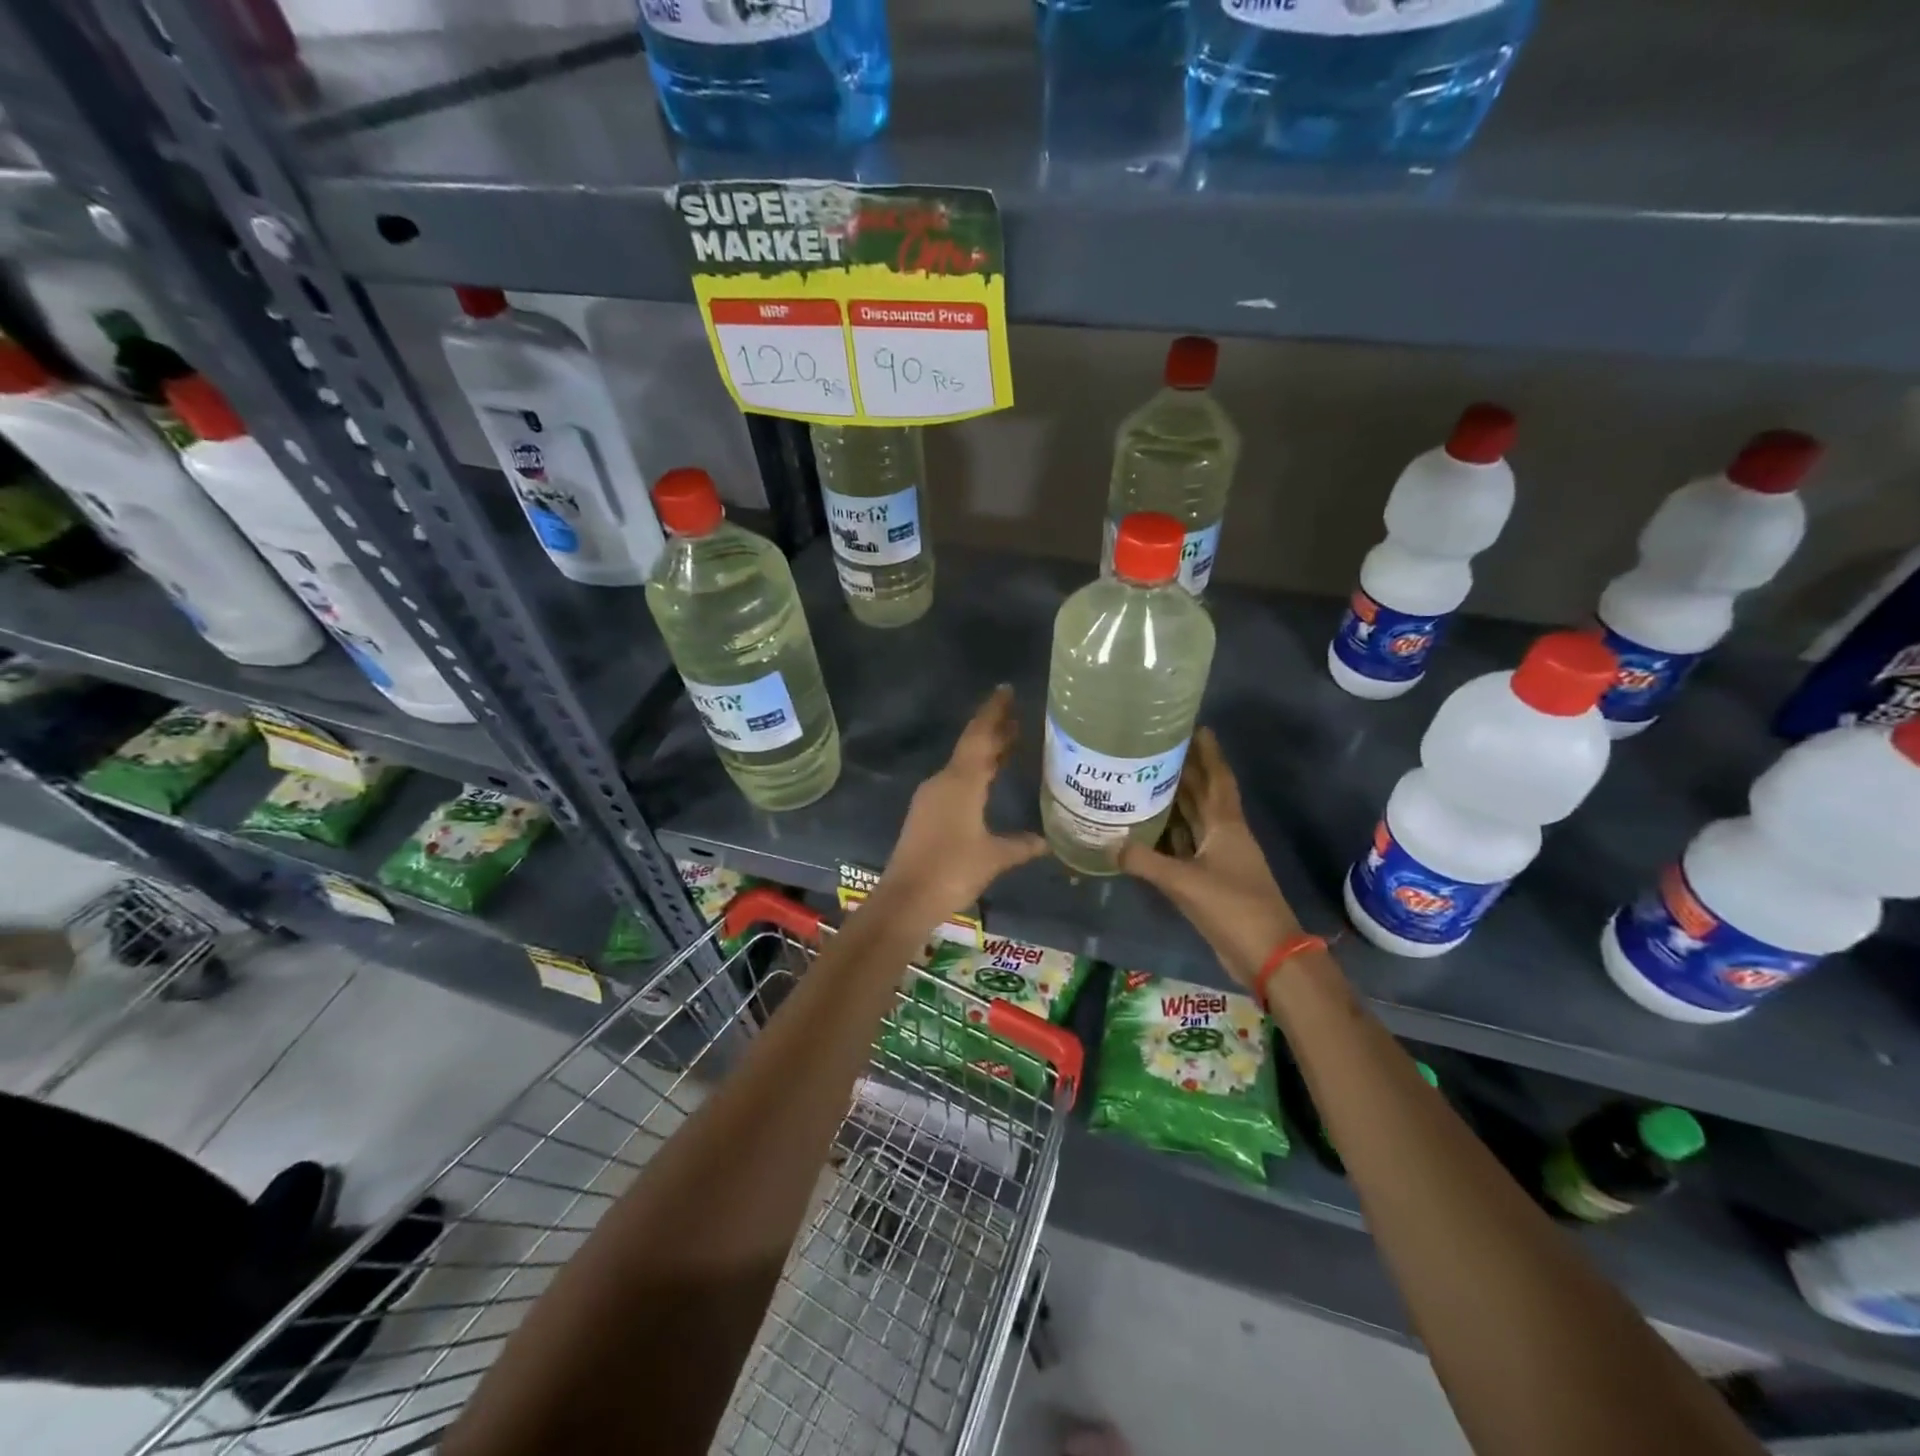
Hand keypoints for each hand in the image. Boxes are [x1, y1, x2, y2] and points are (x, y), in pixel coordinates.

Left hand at [876, 686, 1046, 926]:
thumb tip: (1047, 841)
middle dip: (995, 730)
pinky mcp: (926, 814)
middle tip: (1020, 716)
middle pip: (972, 747)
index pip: (980, 736)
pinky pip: (956, 781)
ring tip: (1013, 742)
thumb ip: (1022, 845)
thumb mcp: (994, 857)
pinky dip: (976, 773)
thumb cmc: (952, 871)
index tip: (1007, 690)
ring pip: (963, 765)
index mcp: (960, 782)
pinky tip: (990, 780)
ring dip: (986, 753)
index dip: (994, 712)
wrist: (905, 899)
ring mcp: (931, 797)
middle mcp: (943, 781)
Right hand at [1120, 728, 1302, 988]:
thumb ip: (1145, 861)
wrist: (1267, 955)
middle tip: (1156, 750)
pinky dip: (1170, 836)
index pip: (1217, 779)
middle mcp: (1224, 835)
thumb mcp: (1184, 882)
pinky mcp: (1212, 881)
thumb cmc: (1233, 908)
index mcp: (1226, 826)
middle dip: (1185, 771)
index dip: (1209, 754)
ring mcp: (1219, 859)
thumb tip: (1110, 844)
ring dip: (1175, 802)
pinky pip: (1186, 847)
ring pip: (1194, 821)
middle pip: (1203, 795)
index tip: (1196, 728)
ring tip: (1145, 781)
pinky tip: (1147, 830)